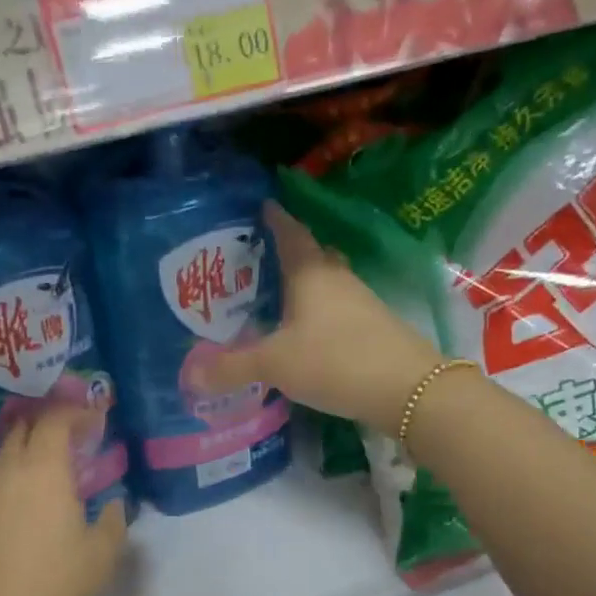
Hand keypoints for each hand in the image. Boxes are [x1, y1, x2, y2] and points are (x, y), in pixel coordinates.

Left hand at [0, 406, 128, 595]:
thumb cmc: (51, 583)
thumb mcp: (100, 555)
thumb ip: (115, 522)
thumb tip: (116, 505)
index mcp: (44, 468)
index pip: (56, 419)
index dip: (77, 412)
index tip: (96, 419)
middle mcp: (10, 468)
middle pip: (26, 426)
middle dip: (51, 422)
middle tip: (77, 437)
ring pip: (8, 451)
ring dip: (32, 448)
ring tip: (57, 469)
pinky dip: (18, 473)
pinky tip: (33, 500)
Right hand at [204, 203, 443, 435]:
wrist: (406, 389)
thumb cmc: (335, 360)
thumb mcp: (274, 364)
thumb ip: (232, 368)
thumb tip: (189, 376)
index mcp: (310, 272)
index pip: (289, 232)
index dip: (273, 218)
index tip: (259, 206)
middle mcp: (336, 278)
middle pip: (310, 254)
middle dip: (285, 252)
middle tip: (255, 260)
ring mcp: (359, 301)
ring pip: (325, 282)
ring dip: (302, 284)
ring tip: (273, 296)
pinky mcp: (371, 326)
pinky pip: (335, 307)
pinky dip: (316, 311)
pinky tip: (302, 331)